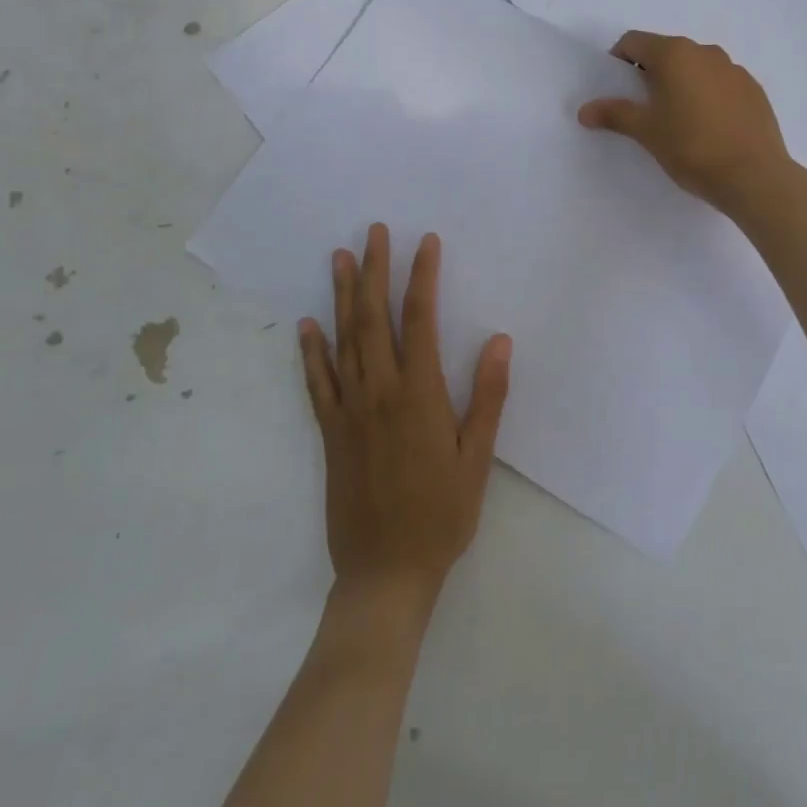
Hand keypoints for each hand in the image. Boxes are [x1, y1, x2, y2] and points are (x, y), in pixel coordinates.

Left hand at [299, 225, 510, 625]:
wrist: (385, 574)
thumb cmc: (441, 514)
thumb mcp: (477, 458)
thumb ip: (488, 396)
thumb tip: (500, 340)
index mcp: (419, 394)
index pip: (419, 319)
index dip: (422, 276)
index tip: (425, 242)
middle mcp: (379, 391)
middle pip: (373, 317)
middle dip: (374, 270)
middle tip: (373, 232)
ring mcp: (349, 410)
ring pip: (342, 340)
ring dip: (340, 296)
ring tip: (338, 258)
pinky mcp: (330, 432)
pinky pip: (317, 383)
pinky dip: (310, 351)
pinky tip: (306, 325)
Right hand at [577, 31, 793, 214]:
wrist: (753, 175)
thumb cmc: (691, 147)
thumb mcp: (646, 131)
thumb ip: (615, 114)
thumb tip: (584, 110)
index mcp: (674, 54)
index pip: (634, 41)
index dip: (618, 61)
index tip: (617, 89)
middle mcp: (705, 52)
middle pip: (666, 52)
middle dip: (650, 74)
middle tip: (644, 108)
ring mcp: (734, 69)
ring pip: (696, 67)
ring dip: (681, 83)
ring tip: (678, 120)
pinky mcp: (754, 90)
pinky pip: (721, 83)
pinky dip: (708, 95)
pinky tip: (709, 128)